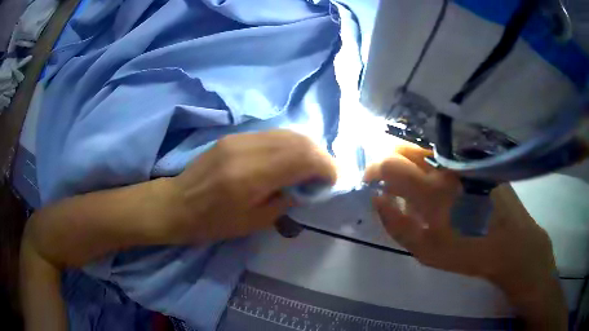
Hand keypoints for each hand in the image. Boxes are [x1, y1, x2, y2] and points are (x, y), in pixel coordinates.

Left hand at [164, 130, 336, 242]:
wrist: (178, 204)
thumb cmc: (213, 222)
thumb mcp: (254, 222)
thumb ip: (285, 200)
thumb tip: (305, 186)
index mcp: (251, 176)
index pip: (302, 158)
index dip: (326, 166)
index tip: (334, 180)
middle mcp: (247, 149)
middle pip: (298, 140)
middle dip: (320, 155)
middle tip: (326, 173)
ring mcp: (239, 138)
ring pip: (286, 133)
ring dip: (306, 147)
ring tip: (313, 165)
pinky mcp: (234, 136)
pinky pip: (272, 134)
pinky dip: (289, 144)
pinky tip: (291, 158)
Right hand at [365, 143, 566, 329]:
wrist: (511, 242)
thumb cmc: (468, 252)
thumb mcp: (426, 251)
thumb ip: (397, 225)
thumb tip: (377, 199)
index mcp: (431, 191)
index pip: (390, 164)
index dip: (373, 169)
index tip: (369, 181)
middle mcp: (445, 166)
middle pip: (405, 147)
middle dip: (388, 159)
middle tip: (388, 181)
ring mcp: (461, 160)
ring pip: (424, 147)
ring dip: (409, 159)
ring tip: (411, 181)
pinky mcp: (473, 159)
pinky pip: (443, 153)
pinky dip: (429, 161)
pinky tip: (437, 179)